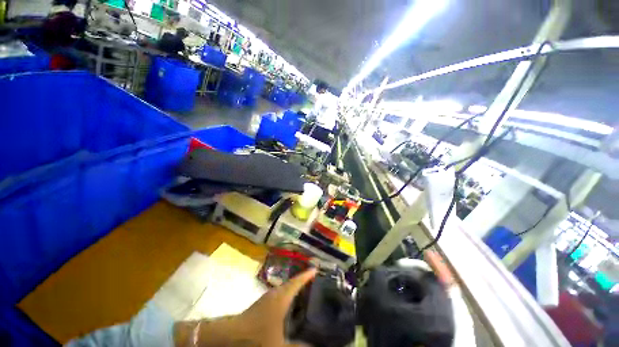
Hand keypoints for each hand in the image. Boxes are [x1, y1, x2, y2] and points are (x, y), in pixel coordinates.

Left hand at [175, 268, 316, 346]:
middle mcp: (275, 293)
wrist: (230, 336)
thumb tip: (315, 345)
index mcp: (282, 297)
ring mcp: (268, 298)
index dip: (307, 275)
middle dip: (303, 281)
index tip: (316, 268)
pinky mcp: (263, 305)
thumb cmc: (257, 336)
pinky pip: (280, 296)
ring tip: (307, 293)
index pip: (298, 281)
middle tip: (316, 282)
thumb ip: (298, 346)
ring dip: (295, 288)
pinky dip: (288, 296)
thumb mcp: (280, 345)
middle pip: (292, 282)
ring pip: (285, 289)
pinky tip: (291, 306)